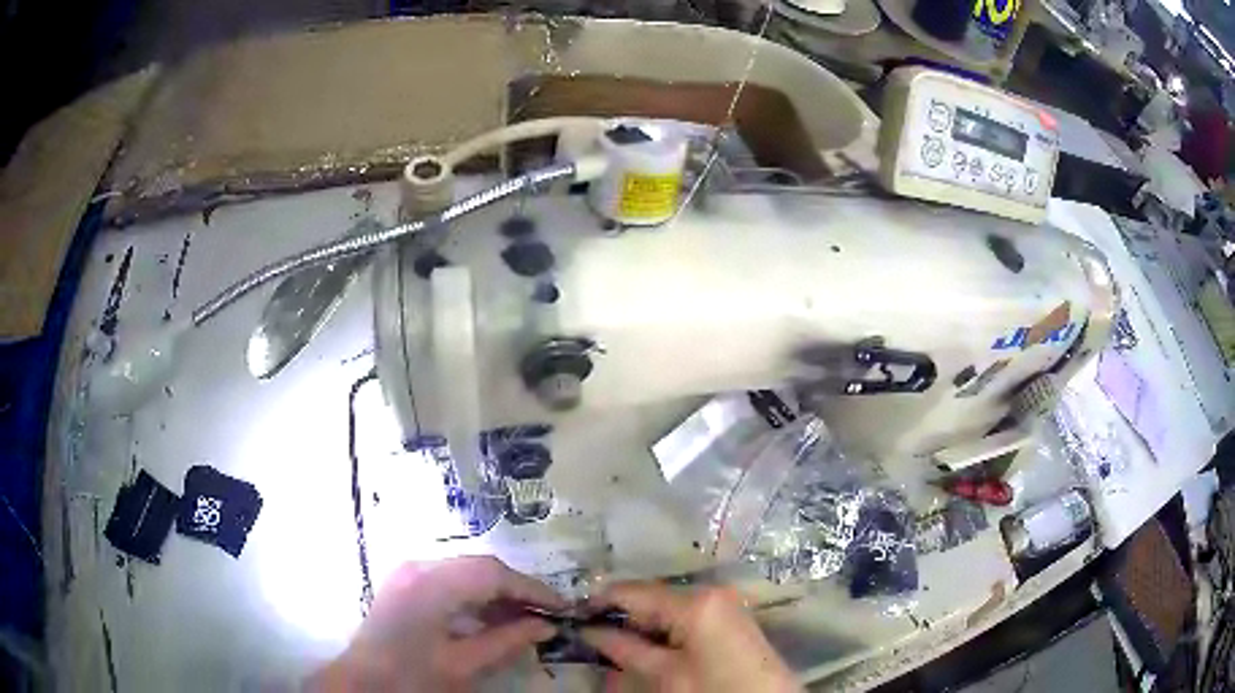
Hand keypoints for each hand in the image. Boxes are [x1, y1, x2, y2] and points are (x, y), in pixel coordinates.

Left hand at [310, 556, 565, 691]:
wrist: (363, 682)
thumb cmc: (412, 677)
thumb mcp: (464, 665)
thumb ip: (506, 641)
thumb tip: (545, 627)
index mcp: (431, 584)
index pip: (492, 573)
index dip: (531, 589)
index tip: (561, 607)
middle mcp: (419, 567)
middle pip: (479, 567)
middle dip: (515, 590)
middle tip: (545, 614)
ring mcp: (408, 572)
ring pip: (465, 572)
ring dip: (496, 593)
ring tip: (523, 620)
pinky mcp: (405, 583)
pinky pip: (449, 580)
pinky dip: (474, 597)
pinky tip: (490, 619)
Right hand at [581, 582, 799, 692]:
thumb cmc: (716, 691)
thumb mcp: (667, 675)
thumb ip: (627, 649)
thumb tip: (590, 631)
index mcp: (695, 601)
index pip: (634, 591)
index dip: (599, 601)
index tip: (571, 615)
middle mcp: (710, 592)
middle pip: (651, 598)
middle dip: (620, 616)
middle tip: (588, 635)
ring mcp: (722, 604)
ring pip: (666, 609)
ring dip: (640, 626)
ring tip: (612, 644)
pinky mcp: (728, 619)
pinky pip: (684, 618)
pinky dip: (662, 631)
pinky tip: (645, 648)